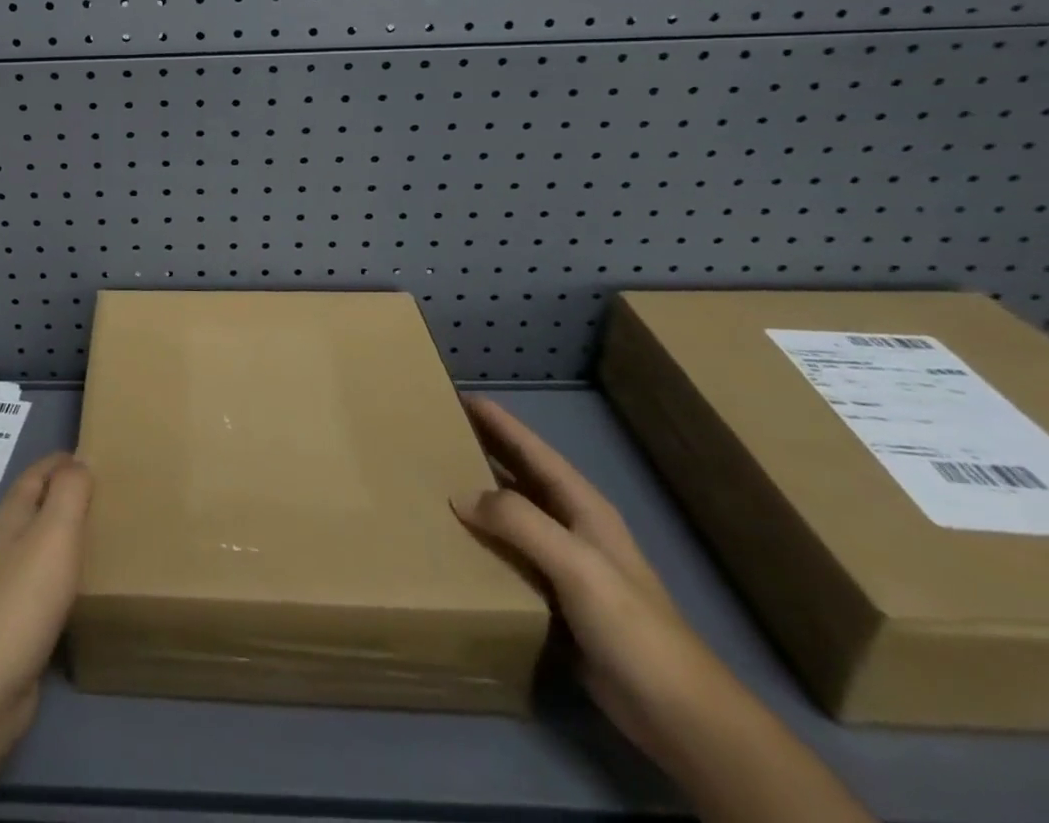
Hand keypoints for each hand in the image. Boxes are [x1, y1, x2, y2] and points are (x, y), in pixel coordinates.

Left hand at [0, 452, 92, 742]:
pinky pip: (44, 583)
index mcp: (10, 516)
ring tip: (104, 536)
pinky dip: (65, 574)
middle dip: (67, 495)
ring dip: (67, 536)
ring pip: (40, 545)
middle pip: (37, 506)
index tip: (98, 457)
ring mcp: (4, 584)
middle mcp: (4, 543)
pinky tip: (84, 587)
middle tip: (110, 496)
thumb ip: (69, 492)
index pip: (37, 472)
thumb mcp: (54, 533)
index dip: (64, 461)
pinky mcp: (13, 623)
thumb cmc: (22, 600)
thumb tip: (80, 461)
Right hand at [450, 397, 745, 764]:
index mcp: (582, 507)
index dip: (499, 422)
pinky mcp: (553, 599)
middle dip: (482, 449)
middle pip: (520, 476)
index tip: (458, 396)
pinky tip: (453, 540)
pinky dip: (481, 539)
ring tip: (433, 479)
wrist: (678, 716)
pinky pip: (508, 554)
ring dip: (477, 495)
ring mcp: (564, 564)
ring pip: (511, 514)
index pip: (533, 450)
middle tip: (434, 431)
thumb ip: (519, 522)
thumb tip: (459, 494)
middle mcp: (571, 526)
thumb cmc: (632, 627)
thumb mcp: (577, 564)